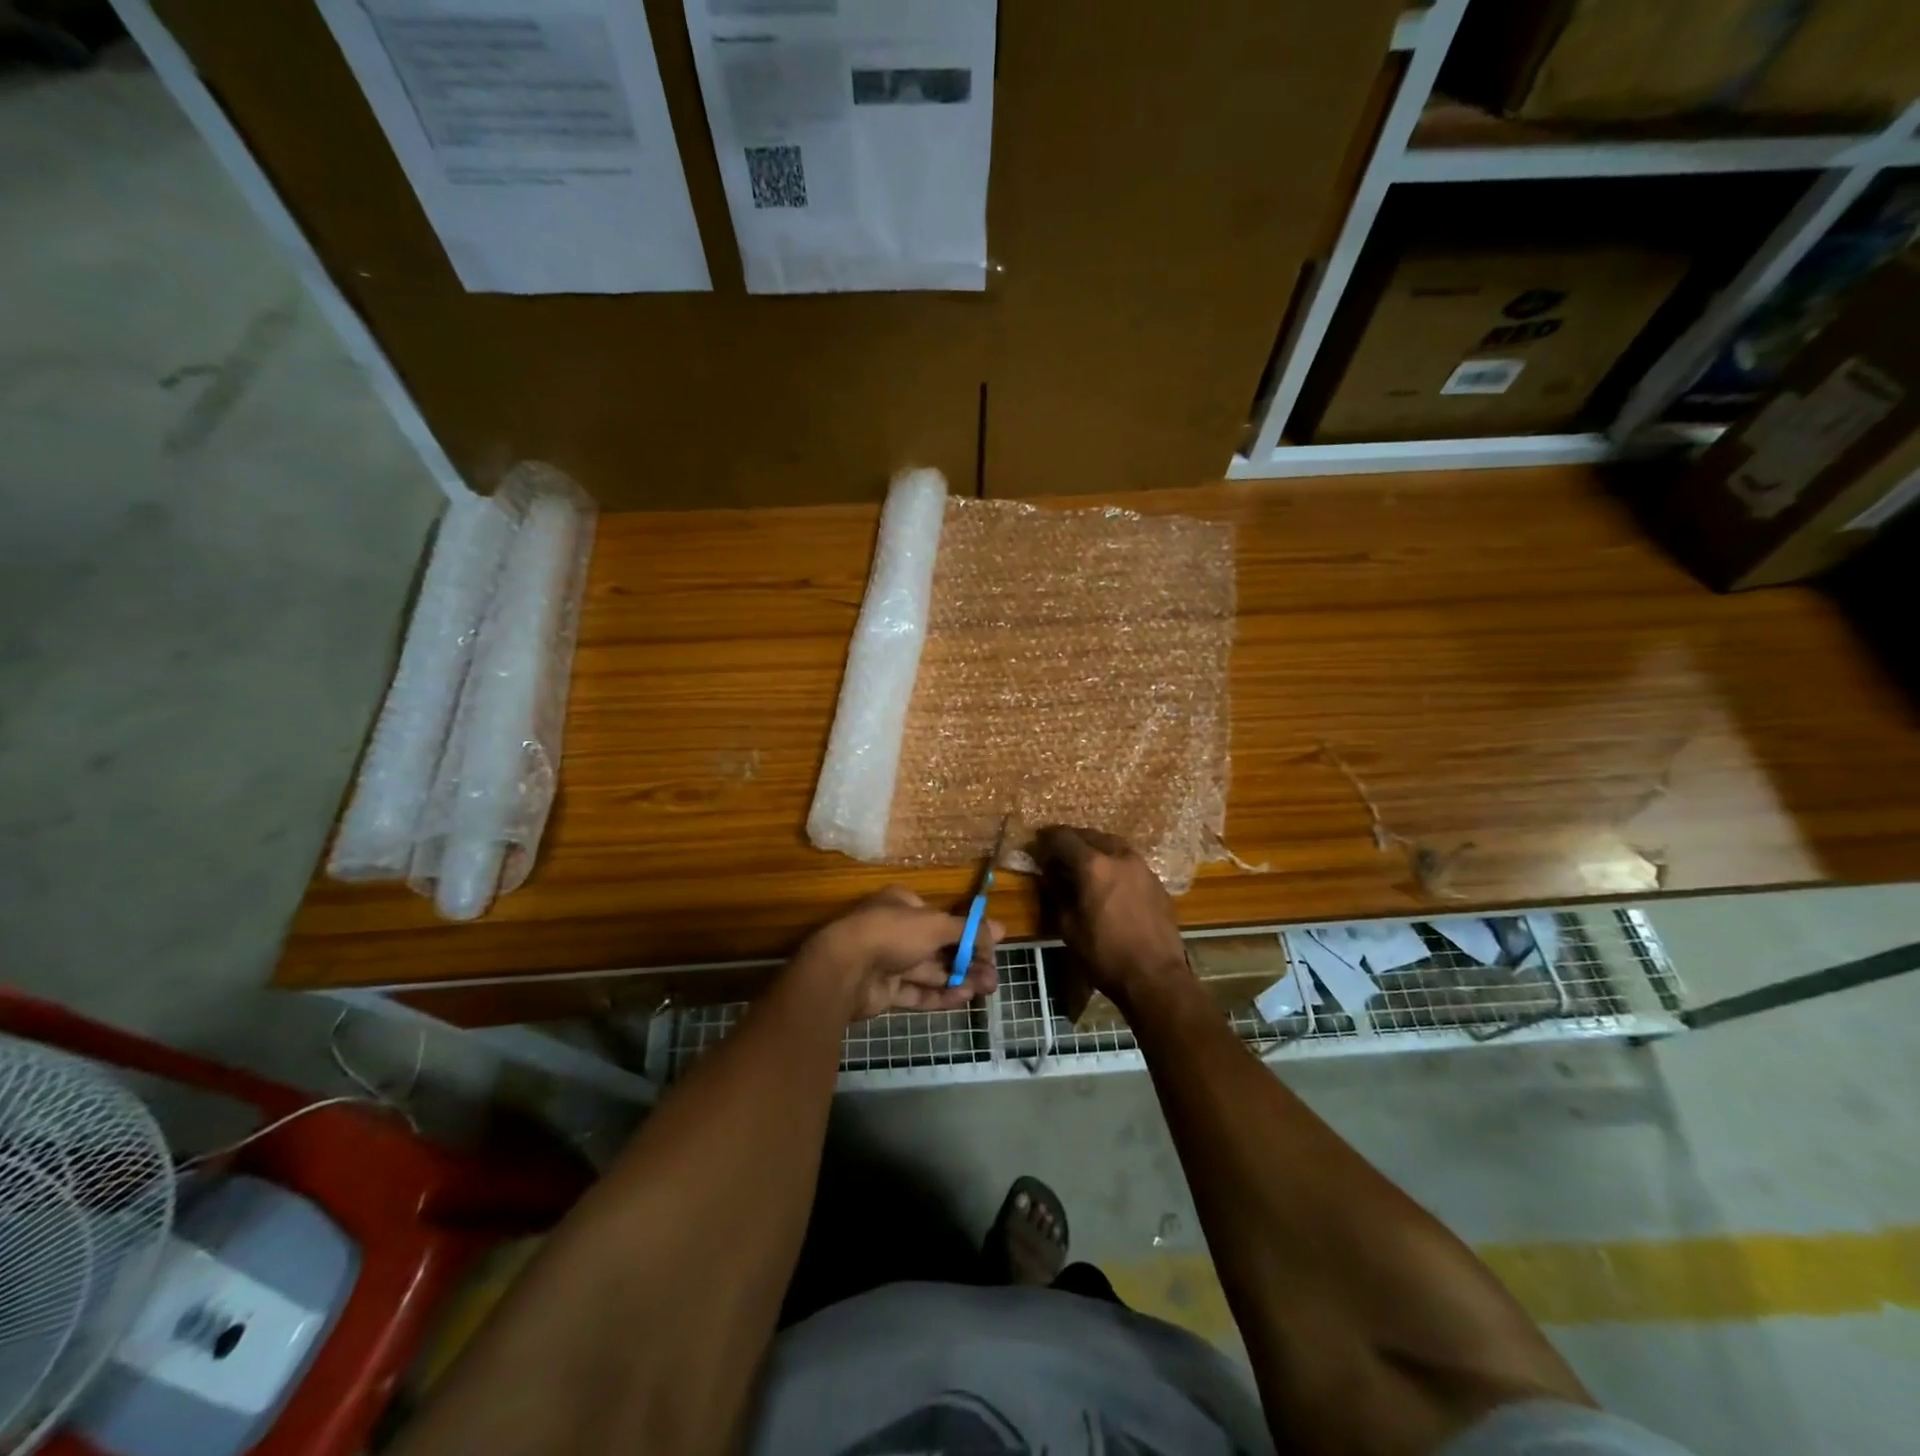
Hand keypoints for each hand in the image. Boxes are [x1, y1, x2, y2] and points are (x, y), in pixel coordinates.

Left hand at [796, 887, 1001, 1021]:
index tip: (993, 947)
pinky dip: (939, 995)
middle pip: (939, 947)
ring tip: (987, 989)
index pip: (942, 918)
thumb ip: (968, 930)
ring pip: (930, 970)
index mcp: (903, 905)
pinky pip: (916, 991)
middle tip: (994, 976)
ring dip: (959, 978)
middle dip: (968, 961)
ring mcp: (888, 962)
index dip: (968, 932)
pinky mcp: (884, 991)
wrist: (844, 969)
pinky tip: (963, 998)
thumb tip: (1000, 930)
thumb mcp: (936, 924)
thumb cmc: (892, 933)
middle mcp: (896, 930)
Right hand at [1032, 826, 1190, 1012]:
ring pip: (1113, 845)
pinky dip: (1113, 862)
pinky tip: (1108, 880)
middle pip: (1090, 836)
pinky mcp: (1156, 881)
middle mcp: (1119, 857)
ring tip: (1083, 863)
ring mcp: (1142, 867)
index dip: (1046, 839)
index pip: (1064, 838)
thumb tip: (1050, 876)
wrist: (1155, 977)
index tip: (1036, 845)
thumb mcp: (1069, 927)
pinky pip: (1129, 861)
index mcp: (1094, 866)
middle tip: (1057, 853)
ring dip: (1095, 848)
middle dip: (1071, 841)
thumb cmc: (1105, 955)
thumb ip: (1057, 894)